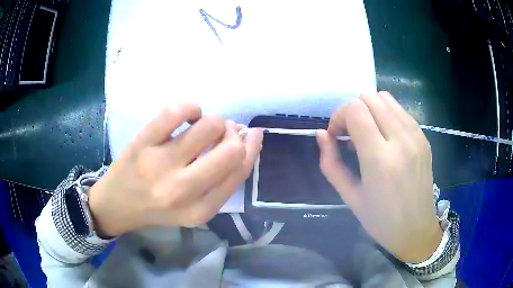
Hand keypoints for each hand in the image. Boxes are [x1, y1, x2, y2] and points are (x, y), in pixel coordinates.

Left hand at [88, 103, 262, 236]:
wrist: (118, 205)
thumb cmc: (158, 207)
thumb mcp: (195, 207)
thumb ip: (221, 179)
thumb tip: (244, 137)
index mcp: (201, 210)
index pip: (240, 171)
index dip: (252, 147)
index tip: (252, 134)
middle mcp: (183, 190)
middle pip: (230, 151)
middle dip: (235, 134)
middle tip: (226, 131)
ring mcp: (160, 164)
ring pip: (208, 126)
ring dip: (214, 121)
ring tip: (203, 125)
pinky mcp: (142, 143)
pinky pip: (175, 112)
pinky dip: (189, 107)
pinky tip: (187, 116)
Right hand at [316, 92, 441, 262]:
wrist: (416, 229)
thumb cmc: (380, 220)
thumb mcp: (350, 197)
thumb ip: (331, 163)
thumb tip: (321, 134)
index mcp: (380, 159)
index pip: (355, 109)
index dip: (339, 116)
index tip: (337, 135)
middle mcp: (401, 140)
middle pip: (370, 98)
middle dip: (353, 110)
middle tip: (350, 135)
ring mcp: (416, 136)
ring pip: (386, 98)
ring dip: (370, 109)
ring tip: (368, 134)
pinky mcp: (424, 137)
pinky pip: (400, 110)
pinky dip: (386, 114)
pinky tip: (385, 137)